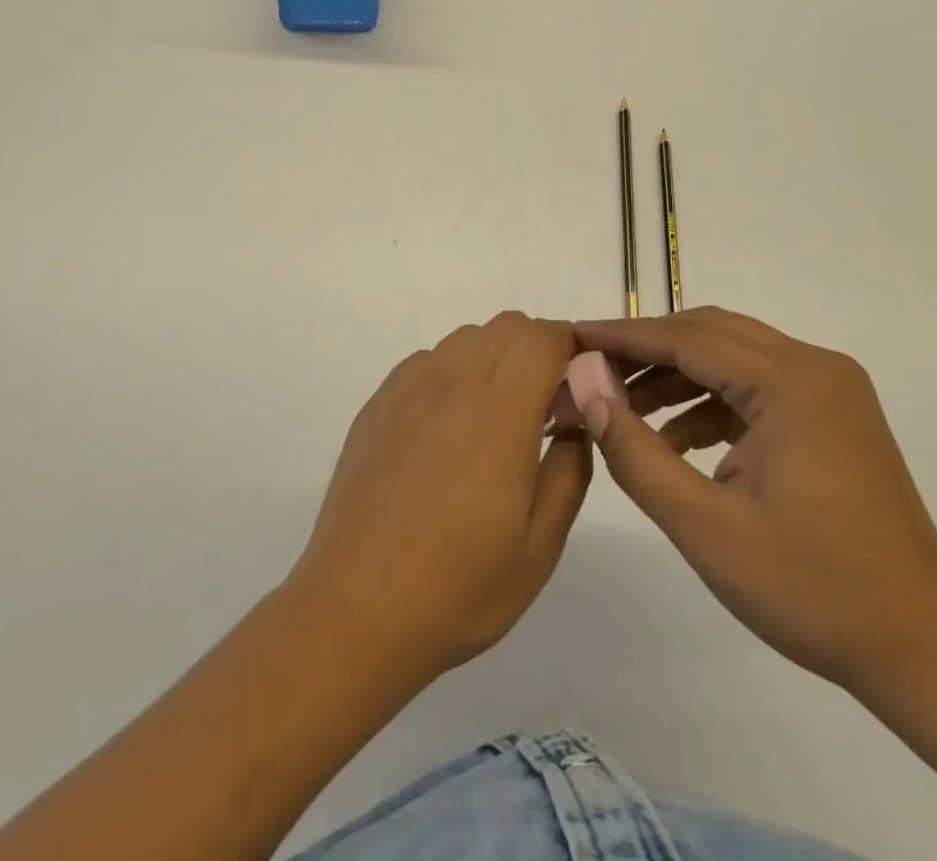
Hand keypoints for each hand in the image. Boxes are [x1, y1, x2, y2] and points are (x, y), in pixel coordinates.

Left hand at [288, 313, 593, 680]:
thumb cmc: (458, 588)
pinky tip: (448, 430)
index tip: (581, 387)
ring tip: (495, 421)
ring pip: (465, 339)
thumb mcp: (539, 547)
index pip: (542, 338)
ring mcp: (407, 390)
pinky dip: (453, 374)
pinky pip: (427, 361)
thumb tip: (575, 422)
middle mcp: (451, 384)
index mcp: (497, 414)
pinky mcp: (377, 404)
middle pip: (506, 327)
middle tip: (544, 408)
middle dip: (537, 350)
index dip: (571, 349)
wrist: (356, 609)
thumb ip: (568, 470)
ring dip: (494, 359)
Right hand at [572, 307, 936, 711]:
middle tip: (591, 371)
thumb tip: (586, 387)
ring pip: (732, 358)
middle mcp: (815, 367)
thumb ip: (635, 450)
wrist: (926, 652)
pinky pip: (755, 388)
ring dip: (675, 376)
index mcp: (793, 383)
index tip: (572, 335)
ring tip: (622, 410)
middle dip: (646, 350)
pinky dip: (709, 403)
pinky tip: (676, 441)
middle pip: (710, 335)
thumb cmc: (812, 590)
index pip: (687, 338)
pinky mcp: (832, 415)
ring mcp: (830, 390)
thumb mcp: (704, 525)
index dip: (623, 336)